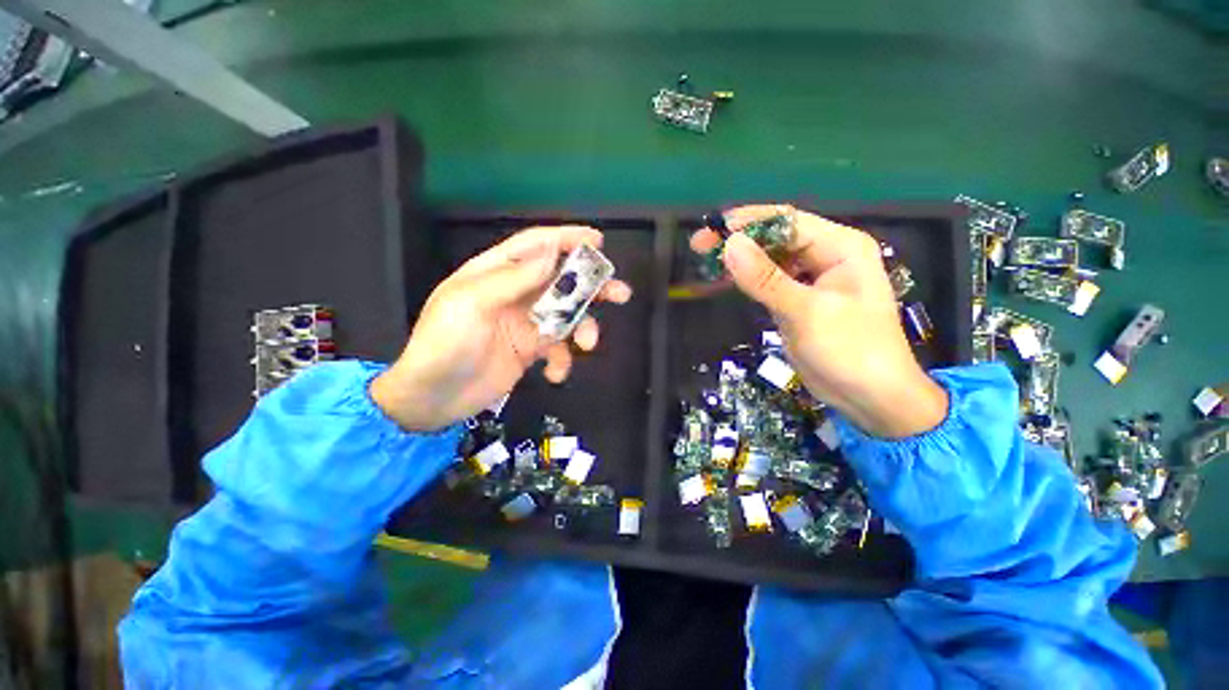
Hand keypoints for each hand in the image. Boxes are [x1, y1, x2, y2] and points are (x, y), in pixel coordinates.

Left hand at [371, 226, 631, 431]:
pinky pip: (558, 349)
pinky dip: (563, 360)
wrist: (432, 399)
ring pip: (567, 315)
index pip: (536, 246)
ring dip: (584, 327)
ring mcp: (525, 322)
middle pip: (561, 281)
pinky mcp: (531, 350)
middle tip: (619, 293)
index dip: (566, 239)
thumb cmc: (444, 344)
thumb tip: (551, 252)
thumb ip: (513, 278)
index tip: (598, 241)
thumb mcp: (472, 304)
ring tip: (589, 343)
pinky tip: (554, 374)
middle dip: (591, 285)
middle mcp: (515, 293)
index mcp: (495, 272)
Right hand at [691, 205, 946, 437]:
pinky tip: (724, 280)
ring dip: (739, 260)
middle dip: (739, 240)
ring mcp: (811, 279)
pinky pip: (768, 282)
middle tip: (699, 247)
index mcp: (840, 246)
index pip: (787, 221)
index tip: (711, 230)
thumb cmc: (850, 350)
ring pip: (769, 259)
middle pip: (775, 237)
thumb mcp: (805, 311)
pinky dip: (746, 280)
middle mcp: (826, 255)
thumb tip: (730, 245)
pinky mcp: (797, 300)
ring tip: (706, 262)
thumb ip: (766, 279)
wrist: (870, 397)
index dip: (747, 221)